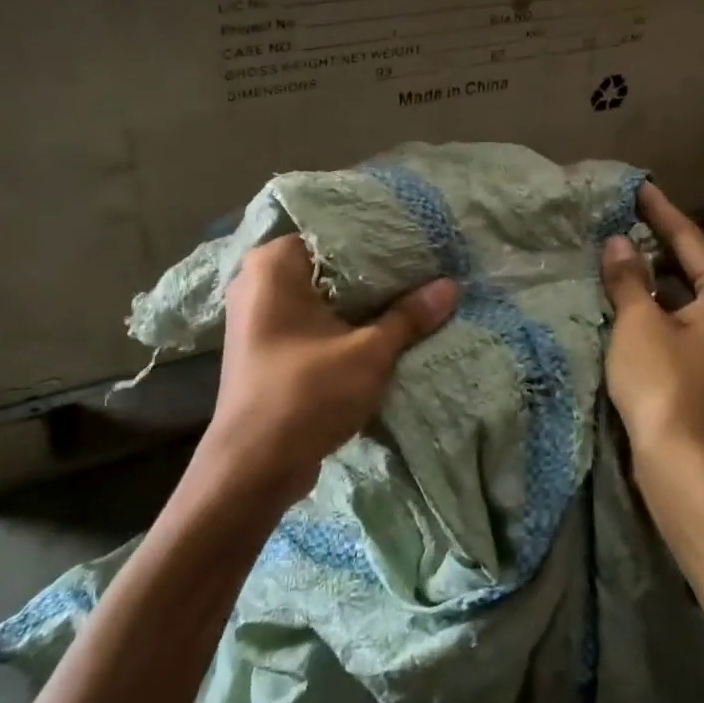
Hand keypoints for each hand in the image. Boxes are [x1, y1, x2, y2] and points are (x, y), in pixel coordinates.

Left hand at [199, 235, 458, 506]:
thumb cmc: (306, 394)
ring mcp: (256, 316)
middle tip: (422, 272)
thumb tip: (451, 286)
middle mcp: (257, 281)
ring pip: (321, 297)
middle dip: (373, 275)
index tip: (418, 247)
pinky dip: (339, 325)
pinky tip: (378, 331)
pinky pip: (309, 321)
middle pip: (329, 266)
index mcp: (273, 264)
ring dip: (359, 304)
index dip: (379, 241)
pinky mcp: (263, 346)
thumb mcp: (369, 353)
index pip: (335, 234)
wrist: (252, 468)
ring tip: (409, 298)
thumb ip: (409, 316)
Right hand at [600, 185, 703, 485]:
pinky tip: (634, 300)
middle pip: (696, 267)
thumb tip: (617, 243)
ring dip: (658, 278)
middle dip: (660, 244)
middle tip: (625, 218)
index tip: (639, 187)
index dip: (661, 213)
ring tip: (623, 253)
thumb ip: (628, 279)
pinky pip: (688, 320)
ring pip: (691, 296)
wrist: (688, 464)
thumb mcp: (639, 324)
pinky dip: (662, 306)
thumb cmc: (665, 384)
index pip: (691, 241)